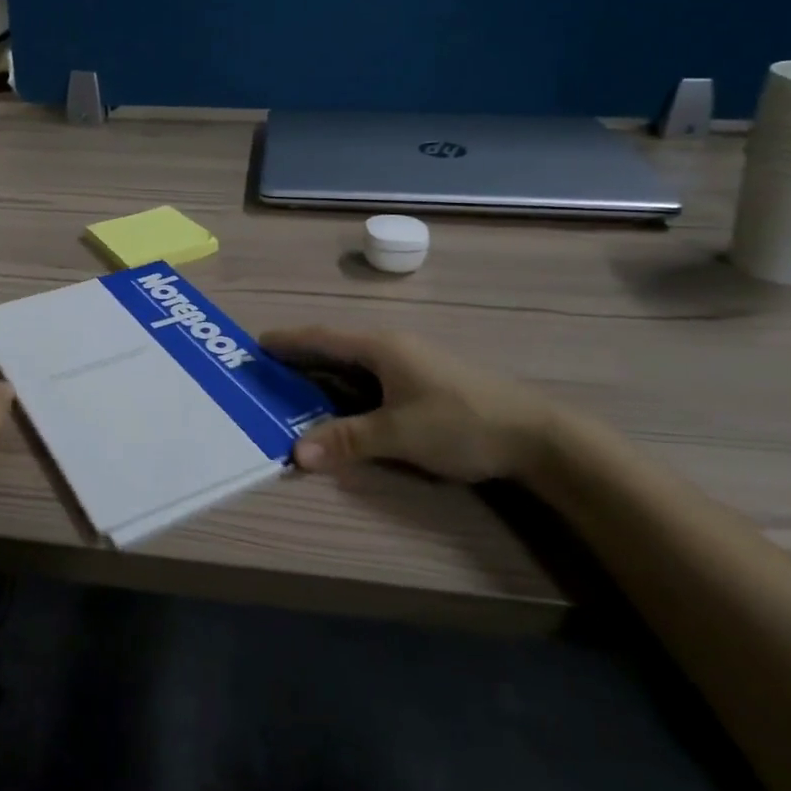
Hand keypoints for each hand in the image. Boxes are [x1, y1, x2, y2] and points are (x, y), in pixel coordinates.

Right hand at [261, 326, 566, 484]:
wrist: (533, 433)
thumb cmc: (460, 423)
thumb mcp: (398, 434)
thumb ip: (347, 440)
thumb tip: (295, 453)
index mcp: (380, 348)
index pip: (322, 338)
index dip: (289, 341)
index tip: (257, 343)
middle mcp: (392, 348)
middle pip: (335, 348)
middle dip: (300, 357)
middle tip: (267, 370)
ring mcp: (411, 363)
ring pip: (354, 364)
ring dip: (324, 373)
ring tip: (294, 386)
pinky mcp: (424, 381)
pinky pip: (371, 378)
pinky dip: (346, 386)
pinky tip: (341, 403)